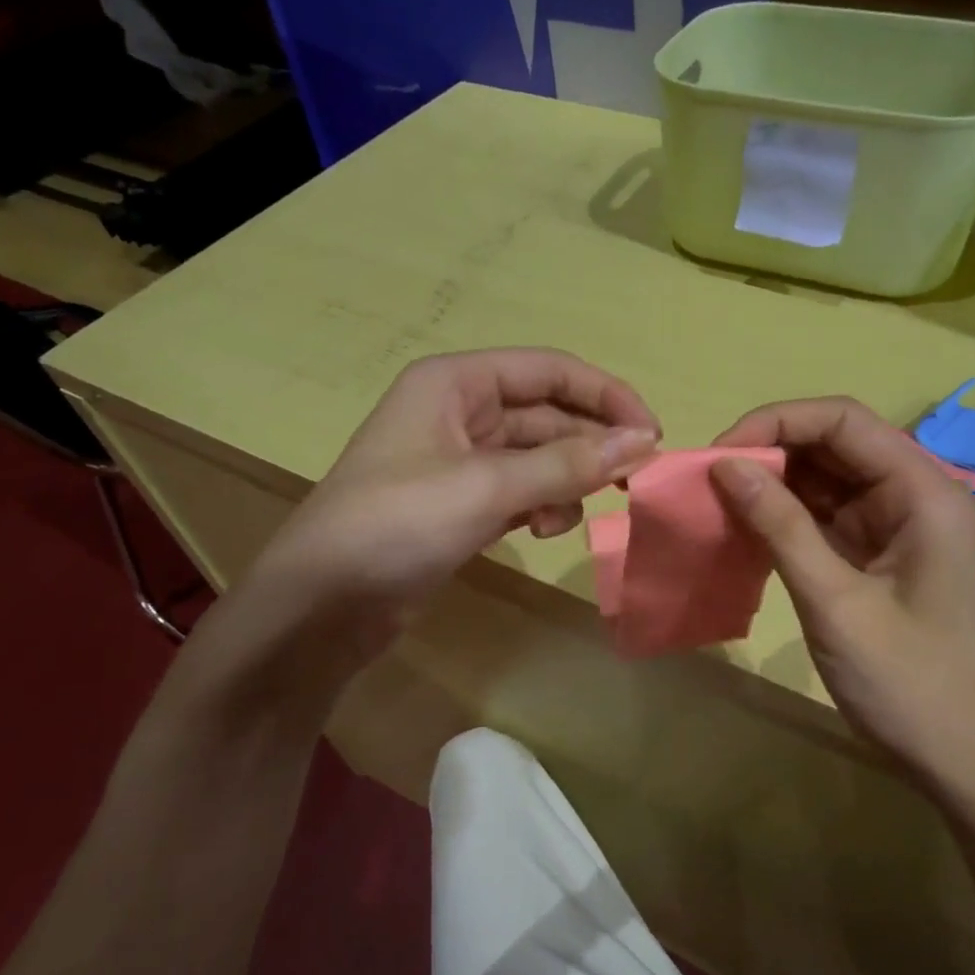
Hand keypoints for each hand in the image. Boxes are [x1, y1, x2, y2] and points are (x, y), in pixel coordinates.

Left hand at [251, 344, 655, 635]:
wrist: (322, 604)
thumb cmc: (398, 524)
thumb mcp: (488, 487)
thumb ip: (569, 463)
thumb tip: (643, 441)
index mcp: (456, 383)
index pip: (550, 370)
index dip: (606, 396)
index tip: (652, 433)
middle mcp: (459, 411)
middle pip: (548, 413)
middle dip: (591, 445)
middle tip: (636, 480)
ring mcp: (459, 460)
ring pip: (538, 455)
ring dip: (567, 479)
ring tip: (576, 512)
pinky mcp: (460, 504)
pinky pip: (521, 490)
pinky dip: (542, 505)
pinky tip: (544, 531)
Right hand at [708, 397, 974, 804]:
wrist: (952, 754)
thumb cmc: (904, 681)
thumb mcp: (834, 601)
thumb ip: (781, 527)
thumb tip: (724, 466)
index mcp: (923, 492)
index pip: (844, 420)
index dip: (778, 422)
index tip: (721, 454)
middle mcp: (912, 493)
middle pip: (833, 443)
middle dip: (770, 451)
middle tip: (710, 479)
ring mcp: (894, 522)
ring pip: (824, 476)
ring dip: (772, 483)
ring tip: (717, 499)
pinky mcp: (874, 550)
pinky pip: (822, 513)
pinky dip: (782, 515)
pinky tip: (744, 526)